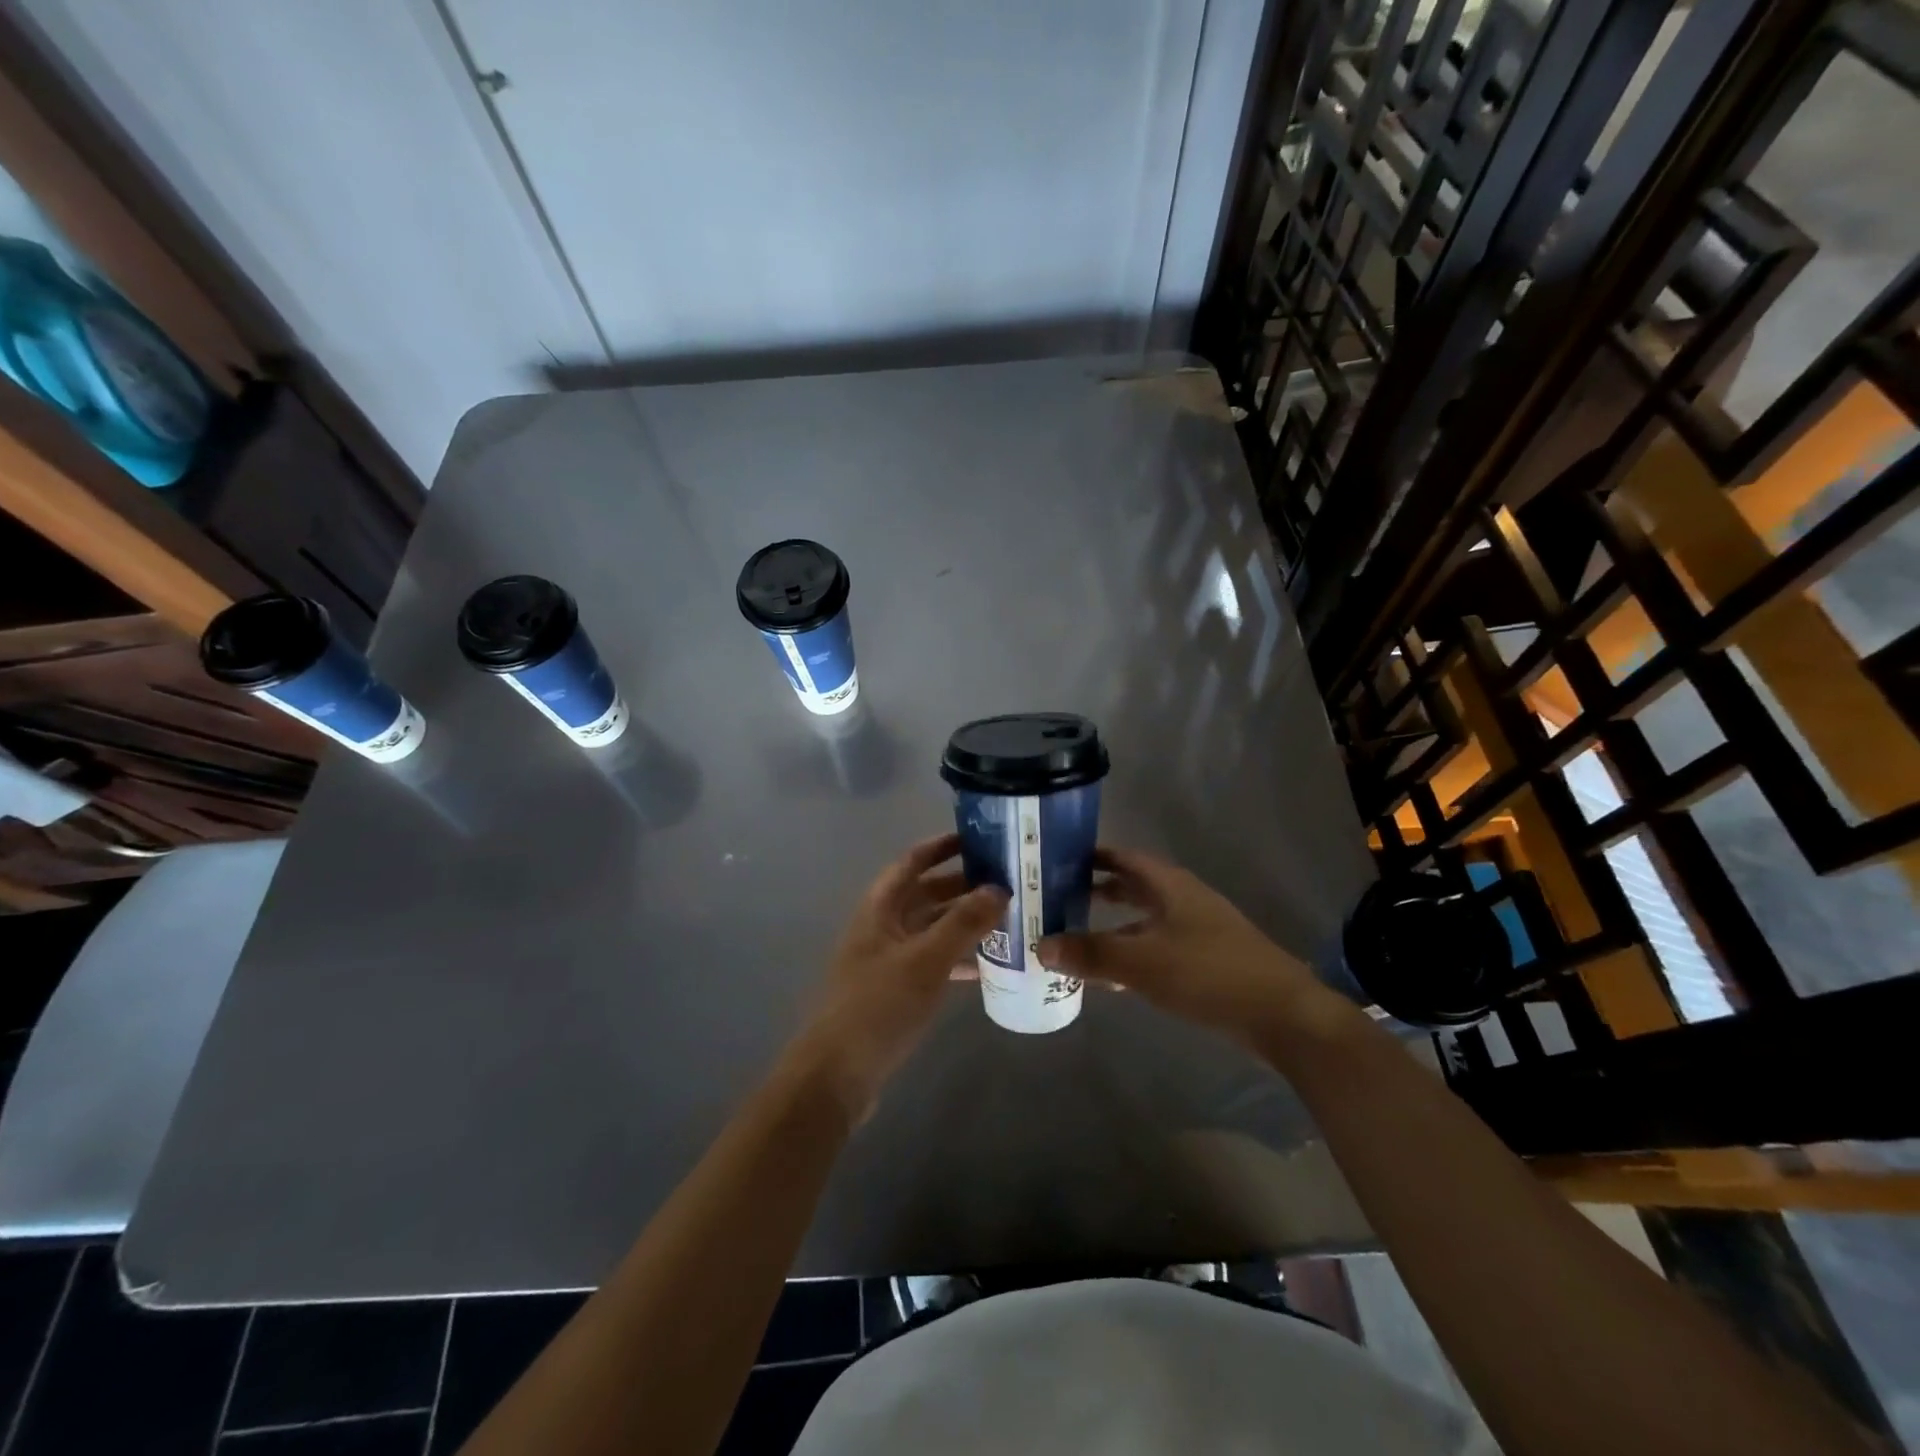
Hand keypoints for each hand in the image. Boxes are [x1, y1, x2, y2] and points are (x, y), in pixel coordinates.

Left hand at [791, 833, 1007, 1118]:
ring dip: (963, 922)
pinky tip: (987, 965)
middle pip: (925, 894)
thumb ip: (963, 923)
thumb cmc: (879, 1005)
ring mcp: (888, 960)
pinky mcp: (896, 991)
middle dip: (962, 886)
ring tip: (1006, 920)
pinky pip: (932, 962)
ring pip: (931, 929)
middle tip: (1006, 882)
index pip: (911, 862)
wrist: (837, 1074)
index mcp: (880, 908)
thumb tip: (999, 889)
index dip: (941, 846)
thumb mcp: (926, 960)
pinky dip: (957, 958)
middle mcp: (883, 927)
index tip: (977, 838)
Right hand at [1037, 846, 1354, 1046]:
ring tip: (1074, 936)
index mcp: (1170, 885)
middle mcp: (1182, 900)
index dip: (1091, 856)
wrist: (1282, 1015)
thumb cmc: (1210, 973)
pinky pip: (1156, 948)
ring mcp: (1196, 930)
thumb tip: (1040, 946)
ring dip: (1112, 925)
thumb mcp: (1142, 962)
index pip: (1123, 857)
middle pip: (1132, 887)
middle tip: (1056, 898)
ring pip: (1143, 920)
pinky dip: (1130, 953)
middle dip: (1097, 890)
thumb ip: (1090, 954)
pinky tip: (1110, 976)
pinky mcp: (1205, 961)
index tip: (1055, 860)